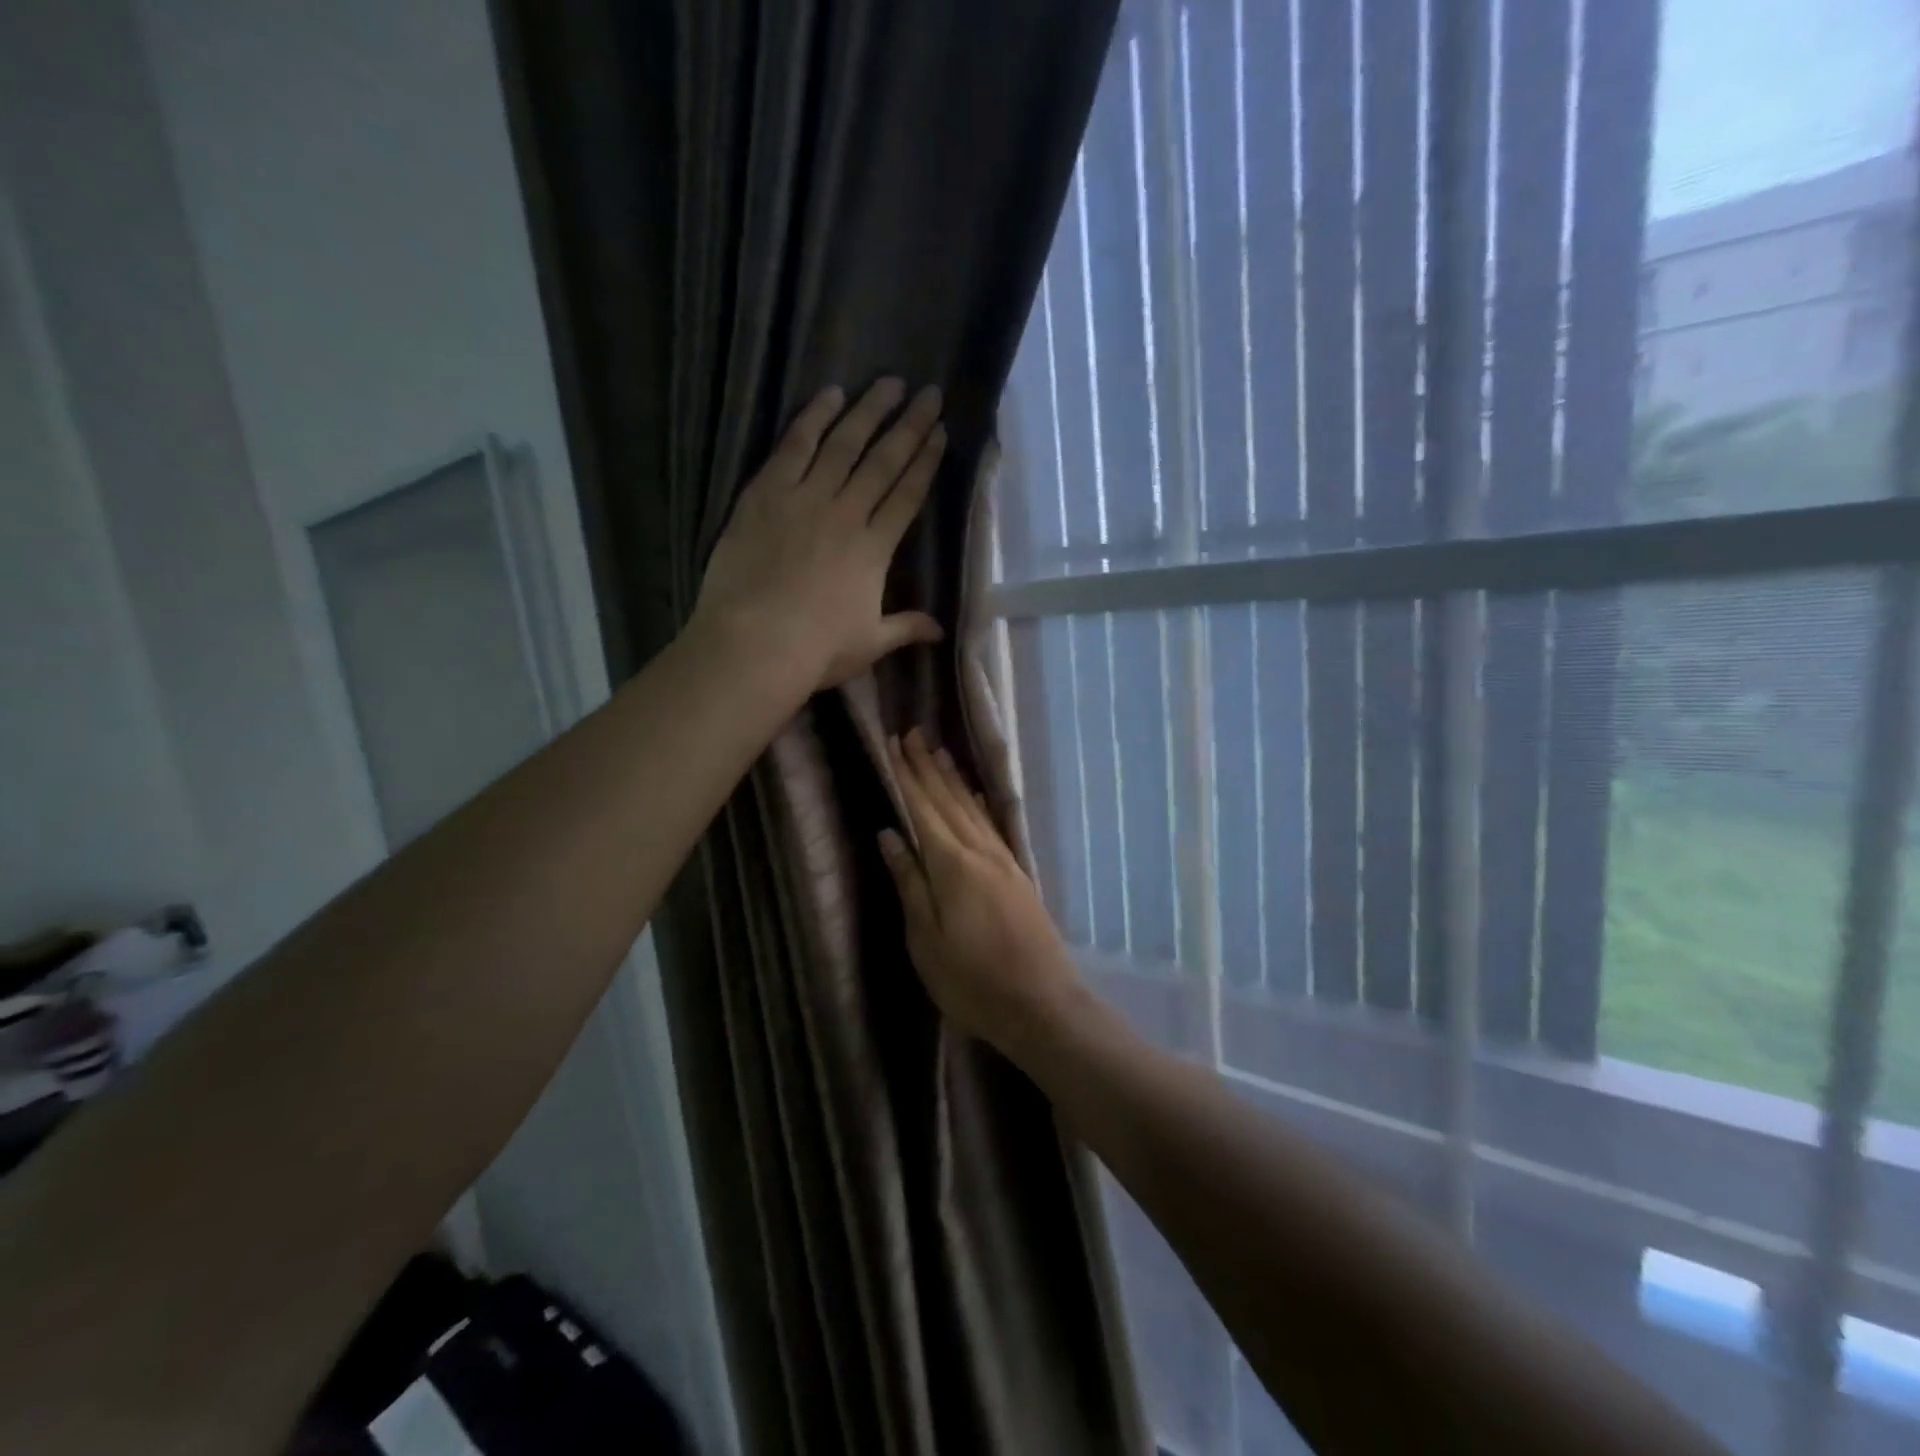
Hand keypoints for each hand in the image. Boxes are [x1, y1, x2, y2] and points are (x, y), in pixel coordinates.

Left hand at [693, 379, 947, 692]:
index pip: (907, 496)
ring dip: (868, 411)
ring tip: (889, 383)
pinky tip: (830, 395)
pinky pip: (794, 447)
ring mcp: (805, 499)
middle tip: (928, 393)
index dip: (926, 462)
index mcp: (874, 550)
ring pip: (843, 445)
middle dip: (909, 425)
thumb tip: (940, 631)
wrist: (756, 643)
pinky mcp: (765, 494)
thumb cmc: (817, 650)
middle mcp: (846, 514)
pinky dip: (813, 418)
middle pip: (883, 461)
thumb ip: (906, 627)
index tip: (940, 433)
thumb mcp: (869, 644)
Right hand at [878, 728, 1084, 1051]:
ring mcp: (1003, 862)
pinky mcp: (1017, 875)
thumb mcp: (926, 941)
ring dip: (953, 779)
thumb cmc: (972, 982)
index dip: (906, 776)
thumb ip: (910, 883)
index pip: (923, 809)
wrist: (1042, 1005)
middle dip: (928, 767)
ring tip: (939, 751)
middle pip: (949, 800)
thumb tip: (890, 835)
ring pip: (973, 808)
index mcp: (952, 866)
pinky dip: (980, 805)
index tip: (893, 743)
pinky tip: (976, 796)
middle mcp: (980, 852)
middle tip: (912, 733)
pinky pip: (992, 826)